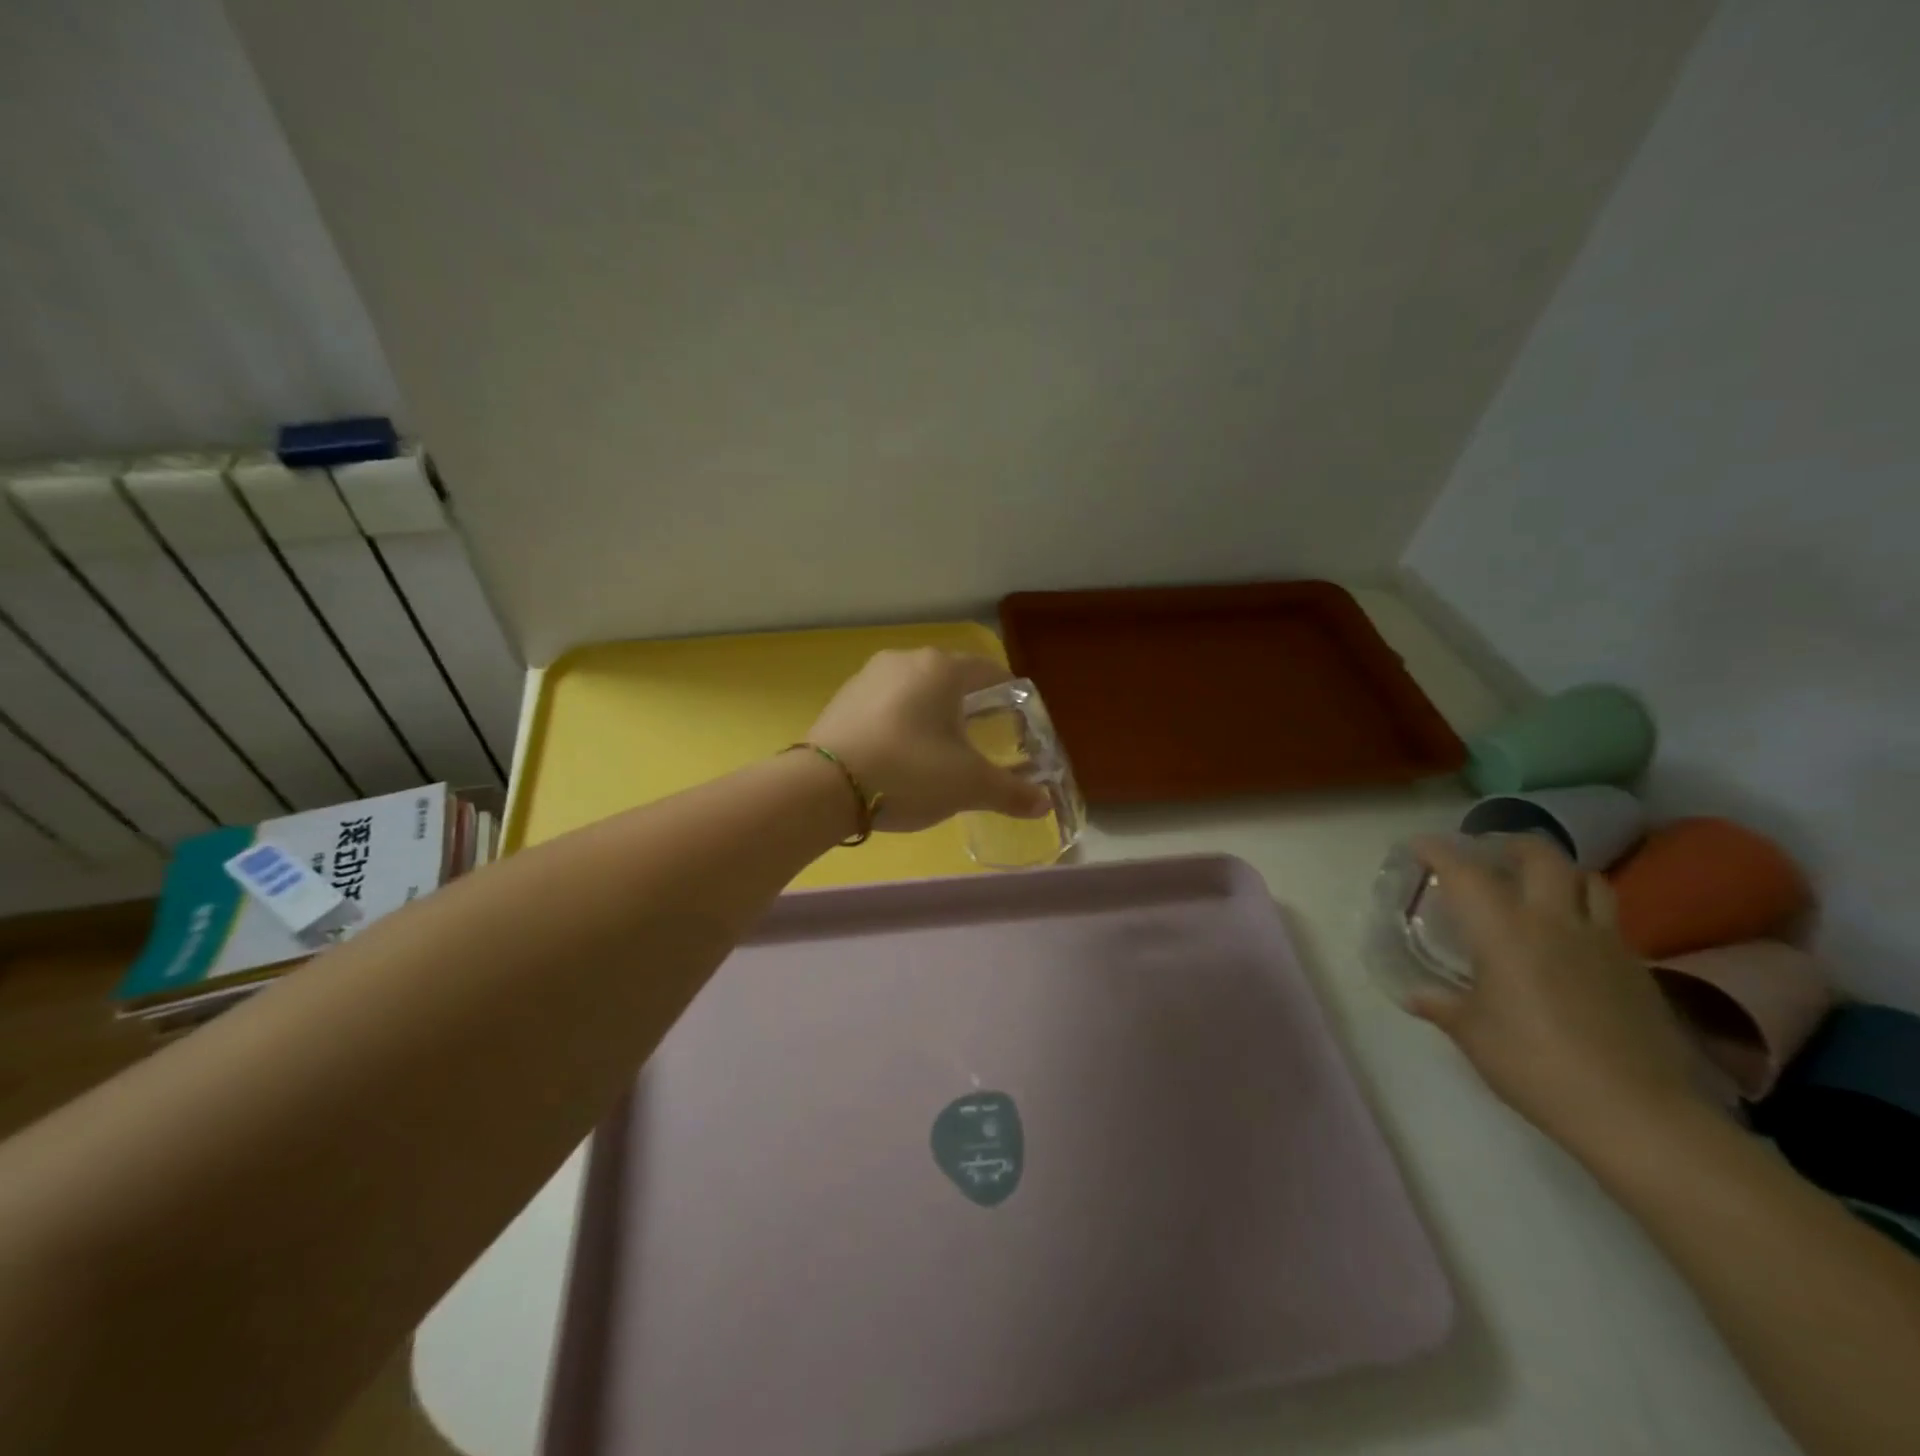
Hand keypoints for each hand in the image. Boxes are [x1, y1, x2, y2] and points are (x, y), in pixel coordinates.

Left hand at [808, 650, 1049, 833]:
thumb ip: (1011, 792)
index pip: (987, 670)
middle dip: (968, 703)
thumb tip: (1044, 803)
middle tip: (982, 734)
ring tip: (940, 746)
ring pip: (913, 689)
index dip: (1007, 691)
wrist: (824, 786)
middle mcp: (904, 660)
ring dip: (931, 711)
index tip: (1017, 712)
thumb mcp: (969, 786)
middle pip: (949, 677)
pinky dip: (900, 721)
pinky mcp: (841, 699)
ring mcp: (867, 677)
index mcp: (941, 669)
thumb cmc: (910, 772)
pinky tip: (900, 753)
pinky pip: (884, 705)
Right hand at [1407, 834, 1706, 1161]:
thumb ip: (1442, 1005)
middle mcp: (1554, 921)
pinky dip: (1585, 914)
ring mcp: (1604, 942)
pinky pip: (1610, 921)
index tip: (1420, 846)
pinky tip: (1571, 942)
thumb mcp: (1472, 1034)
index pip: (1465, 871)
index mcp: (1504, 929)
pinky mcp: (1637, 968)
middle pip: (1542, 856)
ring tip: (1539, 888)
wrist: (1634, 1112)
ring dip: (1560, 873)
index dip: (1438, 851)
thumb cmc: (1533, 1063)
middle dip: (1512, 844)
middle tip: (1491, 855)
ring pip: (1589, 880)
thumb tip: (1415, 995)